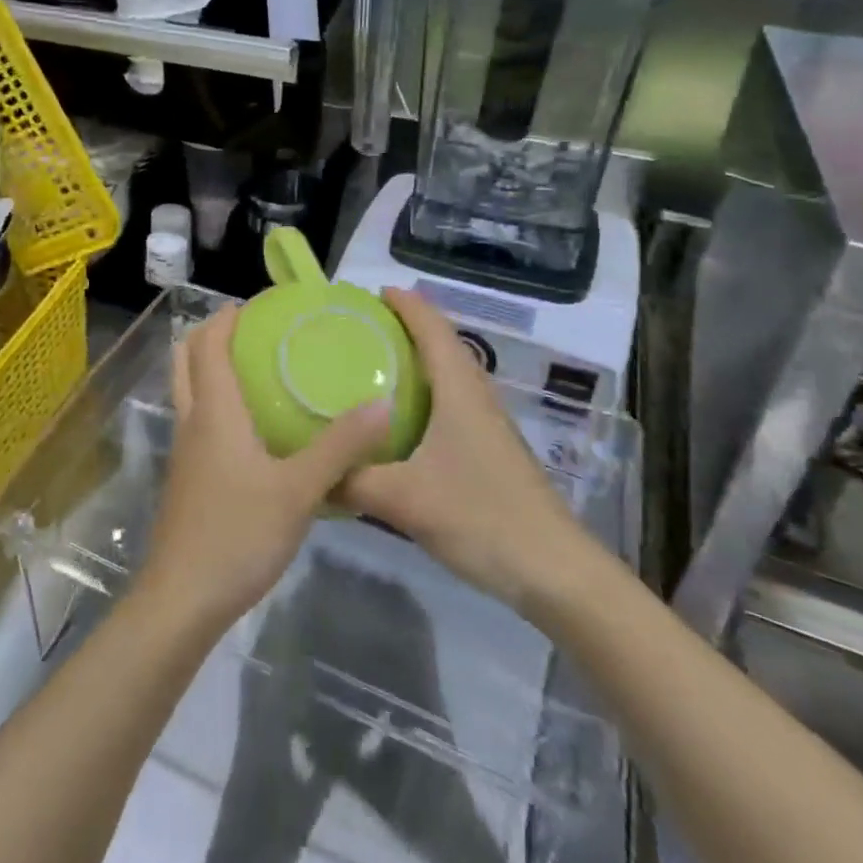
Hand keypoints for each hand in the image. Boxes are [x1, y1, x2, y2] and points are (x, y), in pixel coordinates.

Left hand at [137, 306, 393, 634]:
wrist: (184, 597)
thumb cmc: (239, 533)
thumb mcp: (300, 489)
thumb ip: (341, 447)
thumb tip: (382, 403)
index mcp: (214, 411)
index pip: (209, 343)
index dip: (228, 316)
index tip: (259, 303)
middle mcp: (192, 421)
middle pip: (186, 358)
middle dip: (211, 334)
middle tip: (252, 329)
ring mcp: (185, 451)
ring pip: (187, 389)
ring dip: (209, 367)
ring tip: (254, 368)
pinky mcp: (187, 478)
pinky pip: (196, 420)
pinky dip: (214, 401)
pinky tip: (251, 427)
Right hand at [339, 288, 600, 616]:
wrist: (553, 571)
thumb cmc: (481, 517)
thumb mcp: (405, 499)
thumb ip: (352, 480)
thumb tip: (309, 471)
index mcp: (459, 391)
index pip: (433, 329)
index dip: (406, 304)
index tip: (373, 292)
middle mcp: (475, 398)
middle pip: (442, 345)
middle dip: (406, 327)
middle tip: (361, 328)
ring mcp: (486, 426)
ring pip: (449, 376)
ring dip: (417, 361)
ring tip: (374, 365)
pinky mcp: (488, 452)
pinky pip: (450, 404)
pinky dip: (424, 395)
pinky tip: (399, 421)